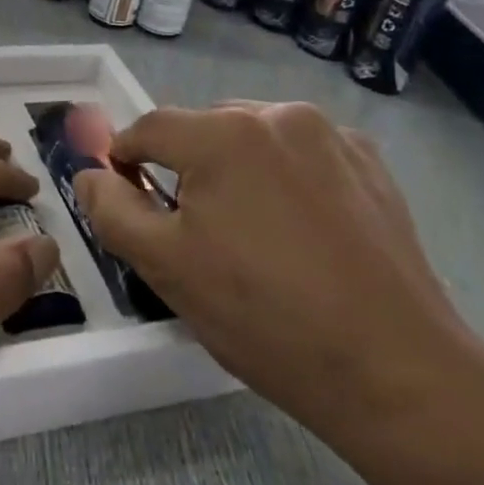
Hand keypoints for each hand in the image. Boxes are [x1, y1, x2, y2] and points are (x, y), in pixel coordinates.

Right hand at [74, 103, 473, 442]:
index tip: (129, 200)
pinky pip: (302, 151)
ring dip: (236, 167)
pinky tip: (300, 227)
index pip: (148, 128)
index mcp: (222, 133)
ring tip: (251, 230)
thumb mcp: (166, 267)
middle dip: (185, 167)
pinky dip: (284, 174)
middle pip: (203, 128)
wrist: (394, 369)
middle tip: (193, 229)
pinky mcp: (370, 161)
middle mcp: (277, 114)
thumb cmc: (263, 316)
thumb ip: (112, 210)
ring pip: (254, 136)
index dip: (126, 161)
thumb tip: (90, 173)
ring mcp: (331, 134)